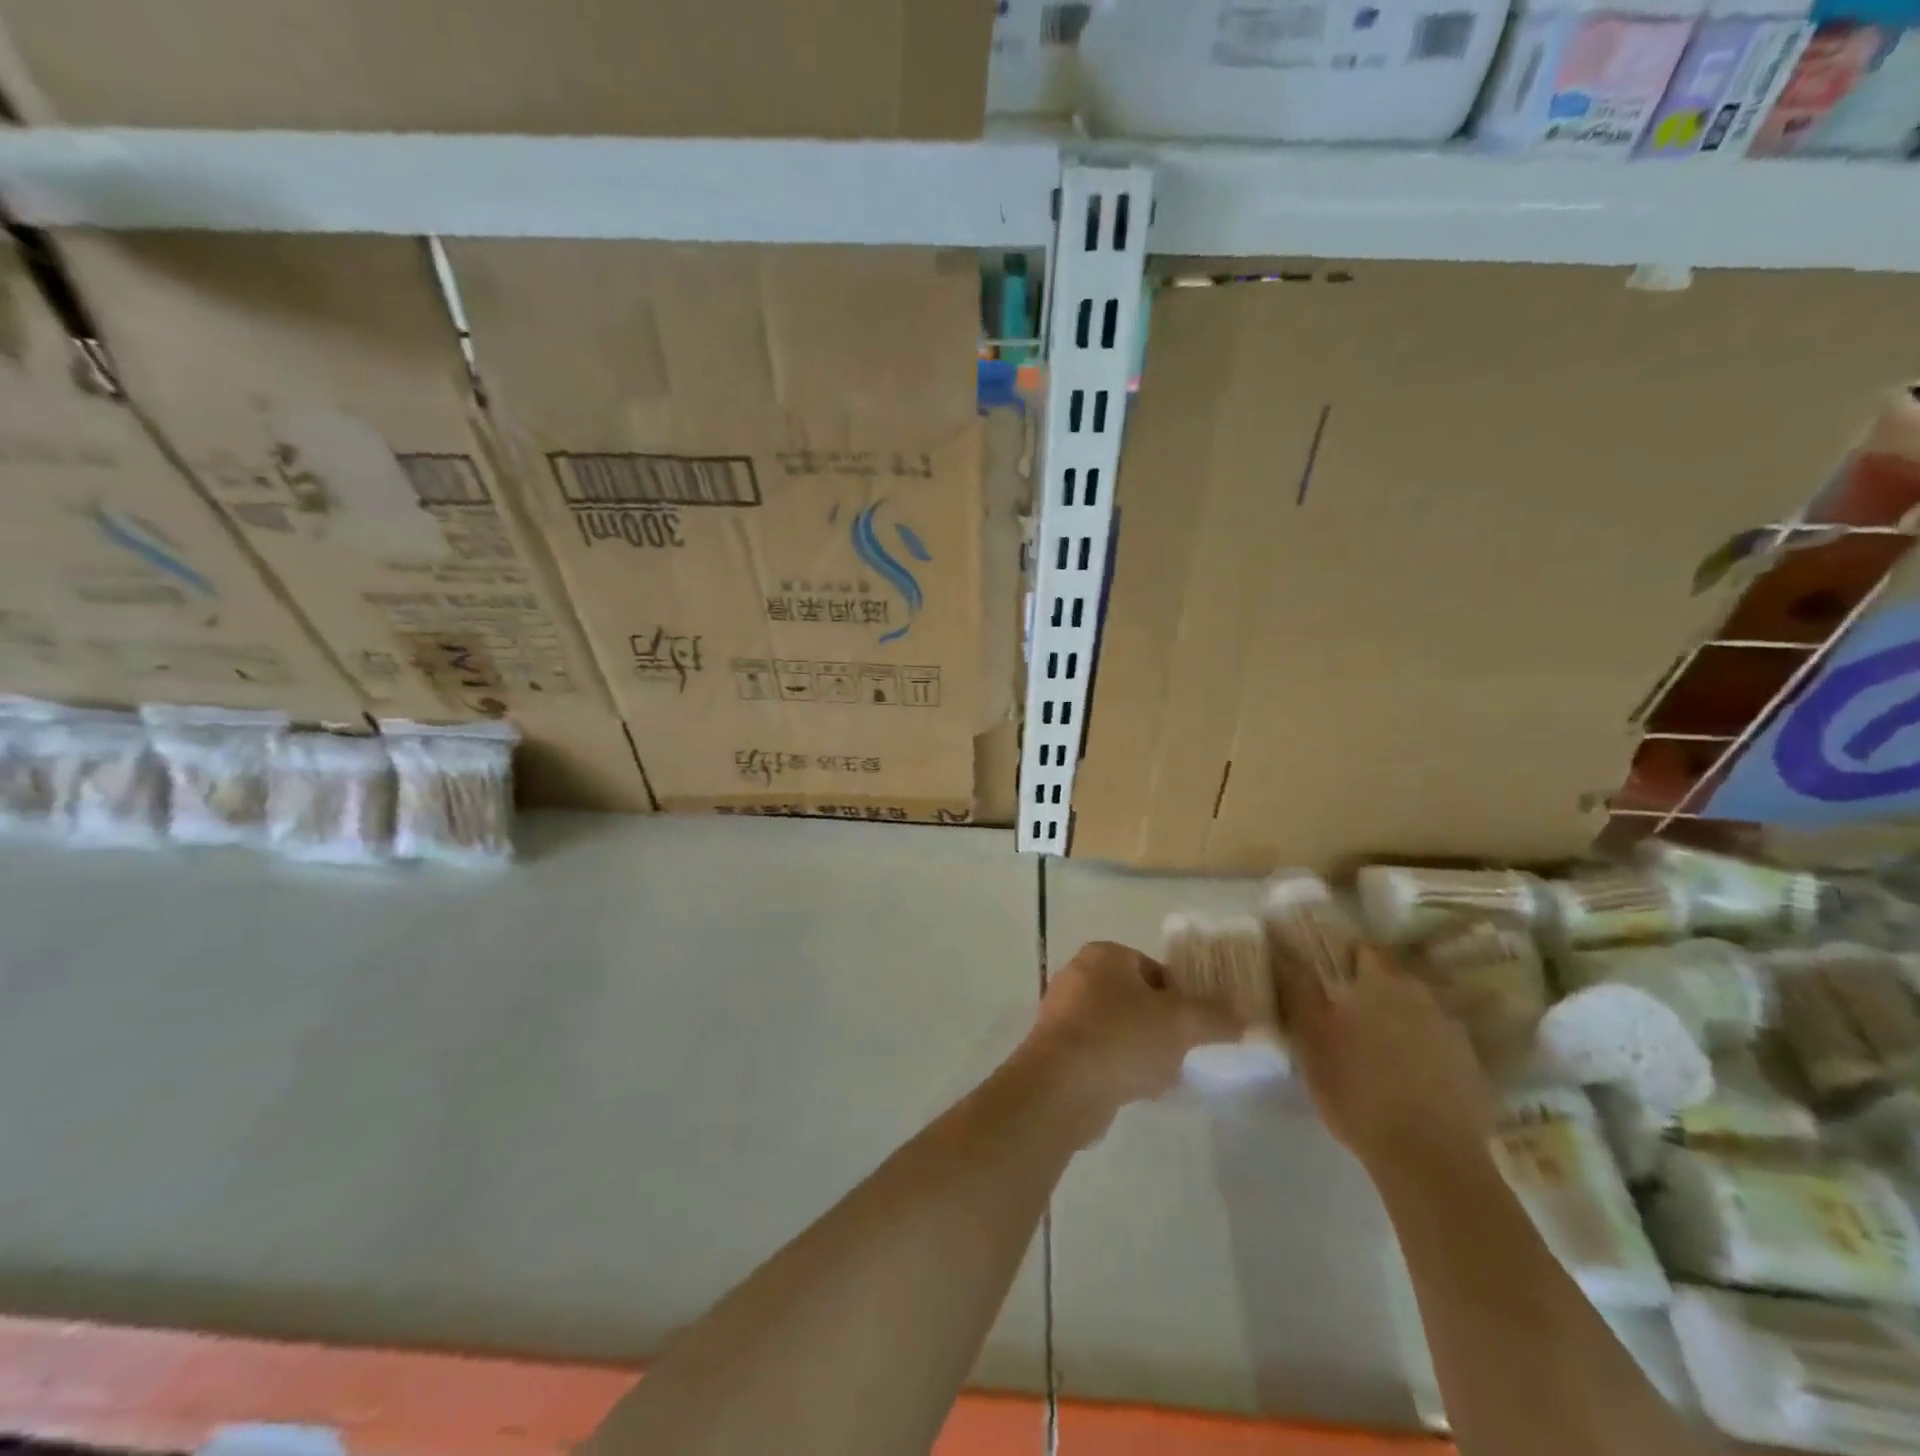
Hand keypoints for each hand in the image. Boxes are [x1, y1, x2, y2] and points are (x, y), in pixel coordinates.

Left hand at [1022, 941, 1241, 1139]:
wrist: (1062, 1085)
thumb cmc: (1123, 1037)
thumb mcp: (1181, 1022)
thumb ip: (1215, 1015)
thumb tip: (1243, 1014)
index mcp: (1104, 955)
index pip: (1153, 968)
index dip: (1180, 996)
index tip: (1194, 1026)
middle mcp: (1077, 975)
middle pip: (1134, 999)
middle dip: (1160, 1027)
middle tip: (1180, 1052)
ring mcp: (1061, 1013)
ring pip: (1117, 1028)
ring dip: (1141, 1050)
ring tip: (1161, 1076)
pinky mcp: (1054, 1049)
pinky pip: (1098, 1053)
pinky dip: (1118, 1067)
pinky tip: (1135, 1091)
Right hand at [1270, 935, 1493, 1170]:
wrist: (1429, 1157)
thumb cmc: (1356, 1087)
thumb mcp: (1310, 1039)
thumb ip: (1297, 993)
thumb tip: (1285, 956)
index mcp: (1381, 982)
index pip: (1364, 950)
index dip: (1344, 957)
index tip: (1326, 974)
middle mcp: (1423, 997)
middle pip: (1393, 982)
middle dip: (1371, 993)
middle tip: (1345, 1016)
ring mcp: (1453, 1035)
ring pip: (1417, 1016)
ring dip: (1398, 1024)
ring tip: (1375, 1052)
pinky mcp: (1473, 1072)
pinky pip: (1438, 1050)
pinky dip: (1422, 1057)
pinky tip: (1405, 1083)